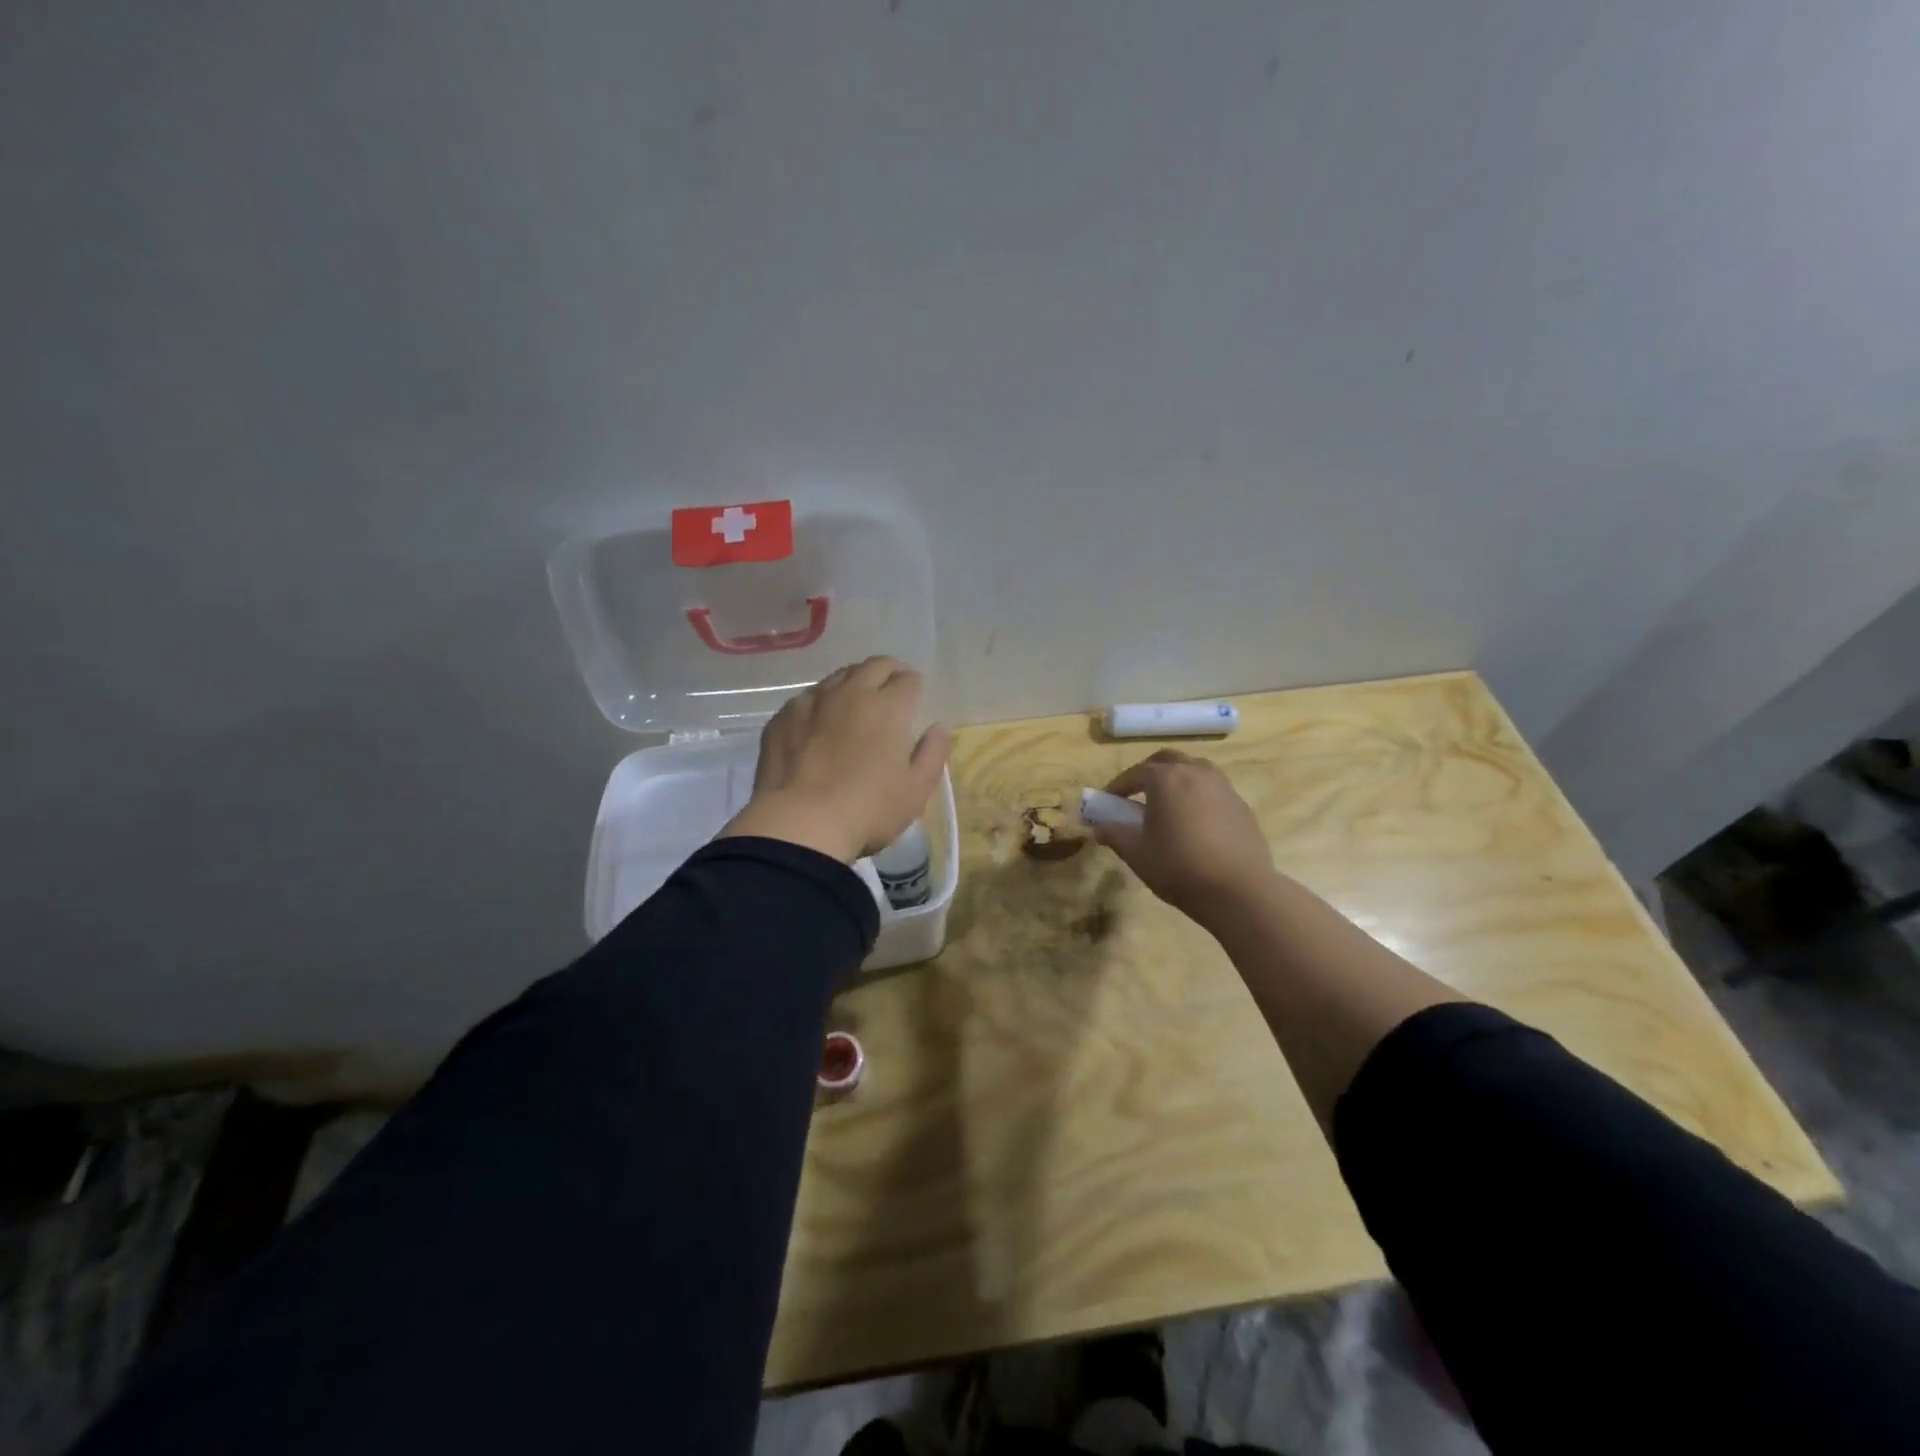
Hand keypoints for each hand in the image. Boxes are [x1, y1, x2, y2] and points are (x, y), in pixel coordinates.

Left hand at [719, 657, 951, 862]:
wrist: (800, 824)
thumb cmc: (868, 809)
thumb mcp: (916, 789)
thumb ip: (933, 753)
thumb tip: (939, 727)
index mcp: (887, 707)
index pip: (906, 679)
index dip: (913, 686)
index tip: (914, 697)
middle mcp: (850, 693)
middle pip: (873, 666)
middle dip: (888, 672)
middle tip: (891, 688)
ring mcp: (812, 702)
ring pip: (838, 677)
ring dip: (853, 683)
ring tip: (855, 703)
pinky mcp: (783, 718)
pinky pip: (807, 698)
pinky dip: (821, 704)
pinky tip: (819, 725)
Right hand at [1090, 749, 1276, 923]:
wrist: (1239, 890)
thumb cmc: (1179, 867)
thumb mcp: (1137, 854)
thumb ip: (1114, 835)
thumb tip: (1098, 827)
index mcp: (1166, 778)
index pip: (1135, 773)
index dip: (1118, 786)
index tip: (1108, 801)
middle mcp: (1195, 772)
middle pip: (1166, 761)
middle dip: (1148, 773)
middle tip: (1136, 795)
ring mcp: (1223, 786)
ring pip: (1194, 770)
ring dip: (1176, 780)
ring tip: (1167, 805)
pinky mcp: (1241, 805)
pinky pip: (1213, 790)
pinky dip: (1197, 796)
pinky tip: (1194, 822)